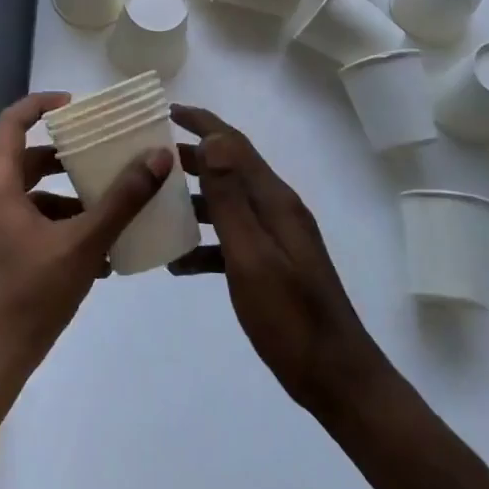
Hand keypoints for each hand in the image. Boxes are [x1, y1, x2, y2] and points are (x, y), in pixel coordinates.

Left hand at [0, 92, 171, 392]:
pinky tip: (86, 252)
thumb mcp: (85, 244)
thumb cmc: (32, 297)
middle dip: (63, 159)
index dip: (42, 104)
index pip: (11, 122)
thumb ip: (123, 199)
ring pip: (21, 195)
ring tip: (103, 211)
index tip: (77, 105)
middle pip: (22, 160)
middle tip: (101, 158)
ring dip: (60, 198)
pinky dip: (47, 223)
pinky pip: (15, 221)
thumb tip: (159, 157)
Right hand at [171, 104, 394, 420]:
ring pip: (229, 204)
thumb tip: (214, 140)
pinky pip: (233, 240)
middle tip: (152, 156)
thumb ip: (231, 199)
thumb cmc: (290, 318)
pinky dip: (206, 243)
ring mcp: (277, 238)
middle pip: (231, 169)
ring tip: (157, 204)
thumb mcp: (252, 256)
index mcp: (275, 200)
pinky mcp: (273, 264)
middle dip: (193, 158)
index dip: (204, 123)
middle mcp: (277, 209)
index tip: (169, 110)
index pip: (235, 145)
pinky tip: (178, 262)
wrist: (336, 378)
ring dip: (195, 199)